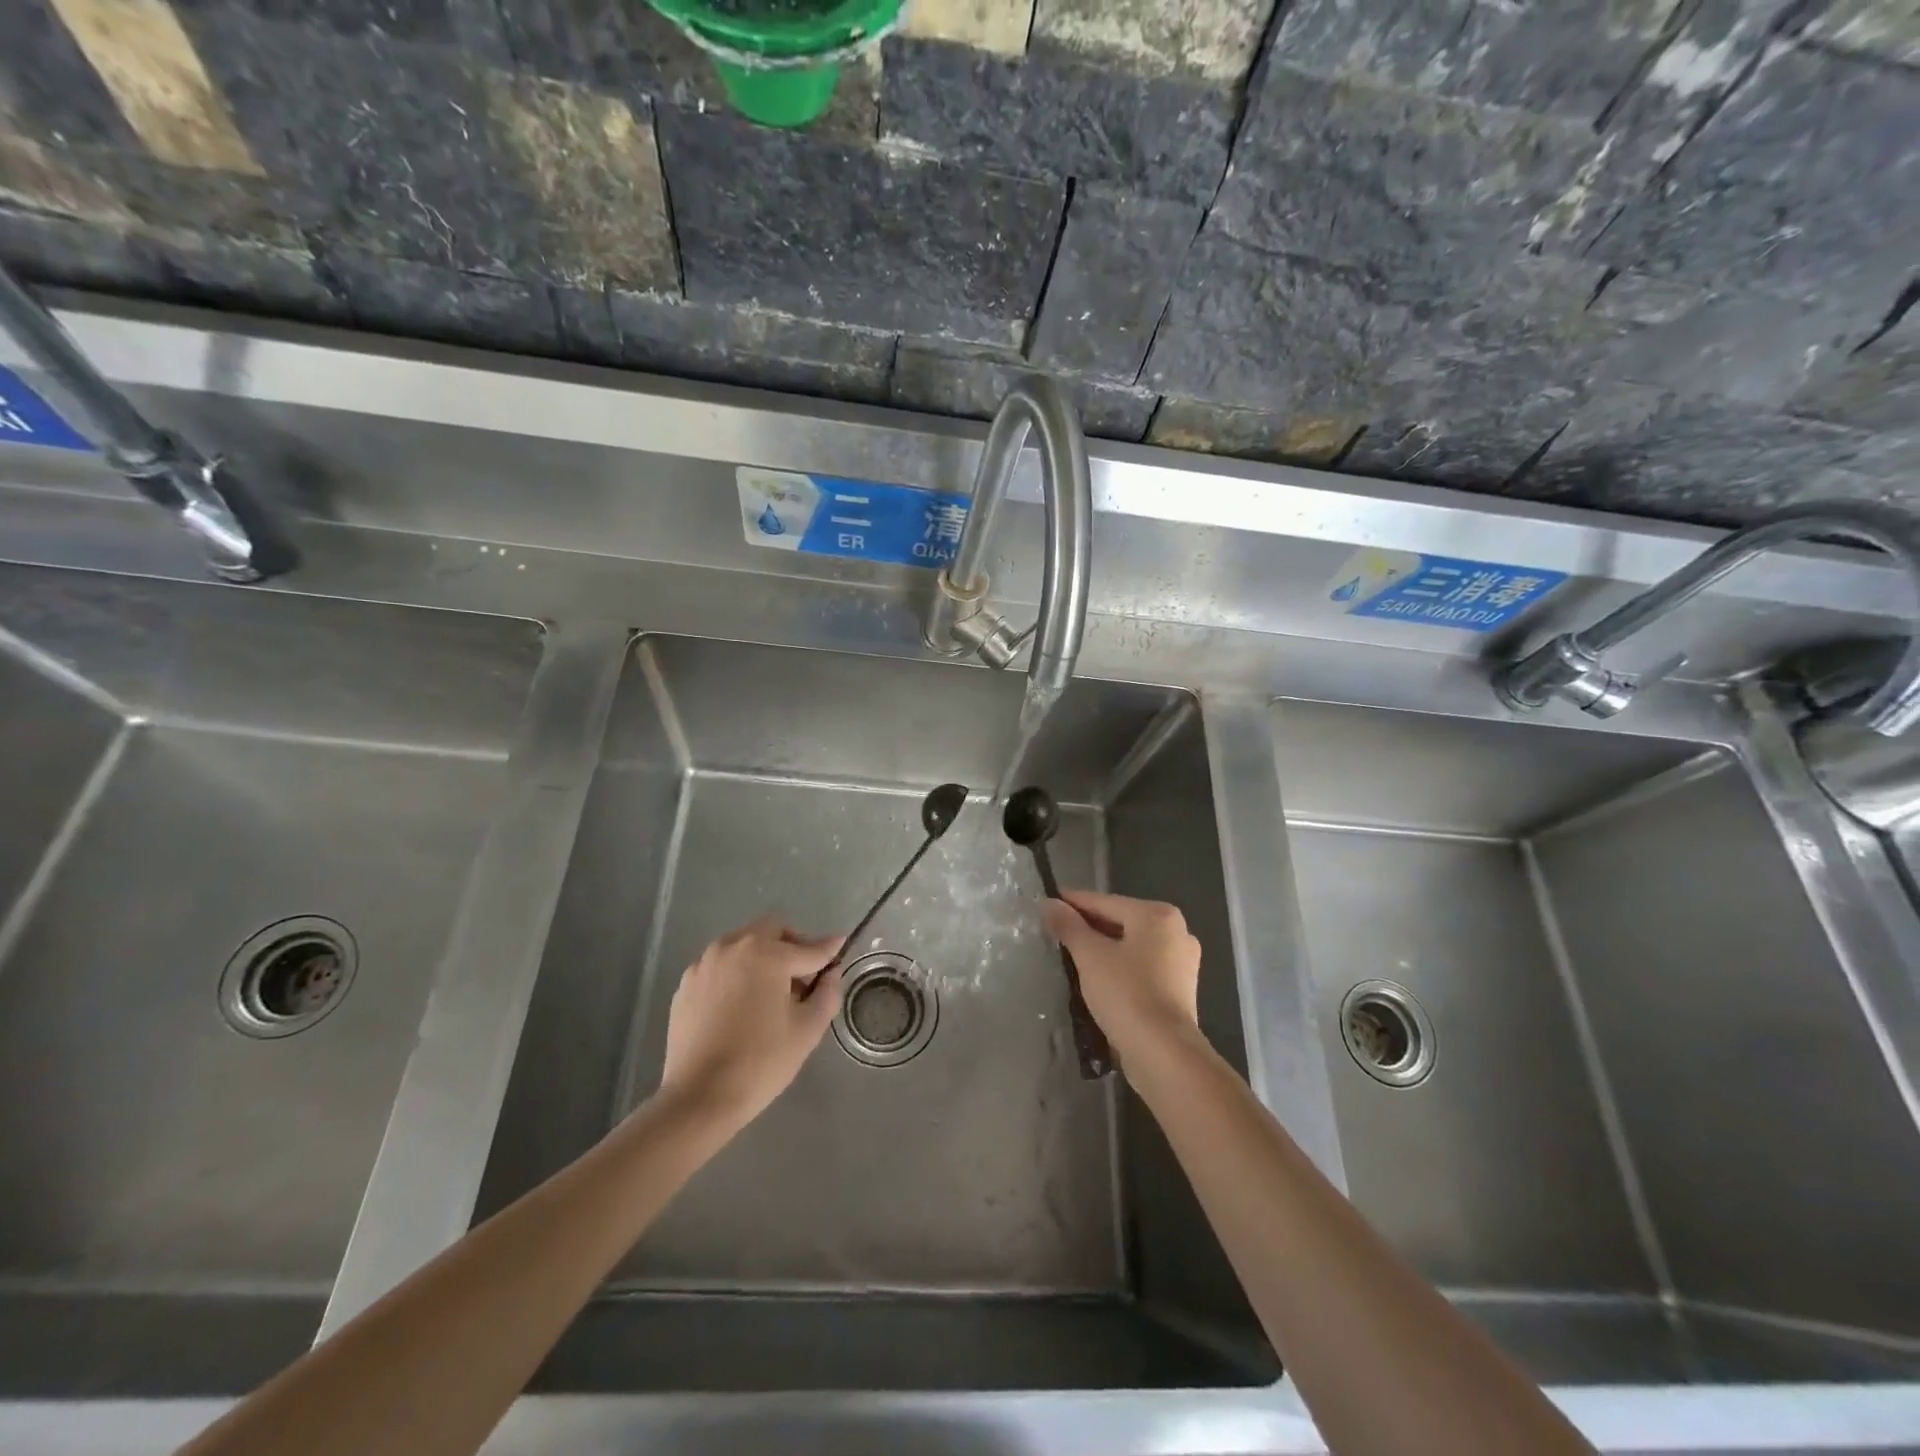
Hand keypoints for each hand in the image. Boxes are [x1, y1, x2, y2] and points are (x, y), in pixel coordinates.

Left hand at [658, 916, 843, 1130]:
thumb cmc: (761, 1062)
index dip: (828, 950)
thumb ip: (827, 992)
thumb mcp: (808, 1029)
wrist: (699, 1097)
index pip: (808, 948)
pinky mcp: (686, 984)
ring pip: (742, 944)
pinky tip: (740, 1005)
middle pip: (771, 930)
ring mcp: (705, 964)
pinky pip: (720, 966)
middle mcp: (732, 947)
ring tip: (770, 992)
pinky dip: (736, 974)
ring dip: (762, 957)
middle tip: (802, 976)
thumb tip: (831, 972)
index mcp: (766, 954)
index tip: (841, 945)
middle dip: (792, 945)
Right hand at [1042, 889, 1201, 1059]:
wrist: (1163, 1054)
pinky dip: (1120, 968)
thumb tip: (1049, 903)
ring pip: (1131, 946)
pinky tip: (1098, 979)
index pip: (1104, 902)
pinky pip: (1141, 967)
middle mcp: (1177, 931)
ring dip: (1103, 949)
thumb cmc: (1127, 994)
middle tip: (1055, 934)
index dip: (1072, 903)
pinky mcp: (1180, 989)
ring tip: (1071, 957)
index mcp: (1158, 915)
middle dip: (1088, 928)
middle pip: (1120, 922)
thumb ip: (1069, 926)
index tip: (1046, 905)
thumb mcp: (1090, 956)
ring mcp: (1182, 962)